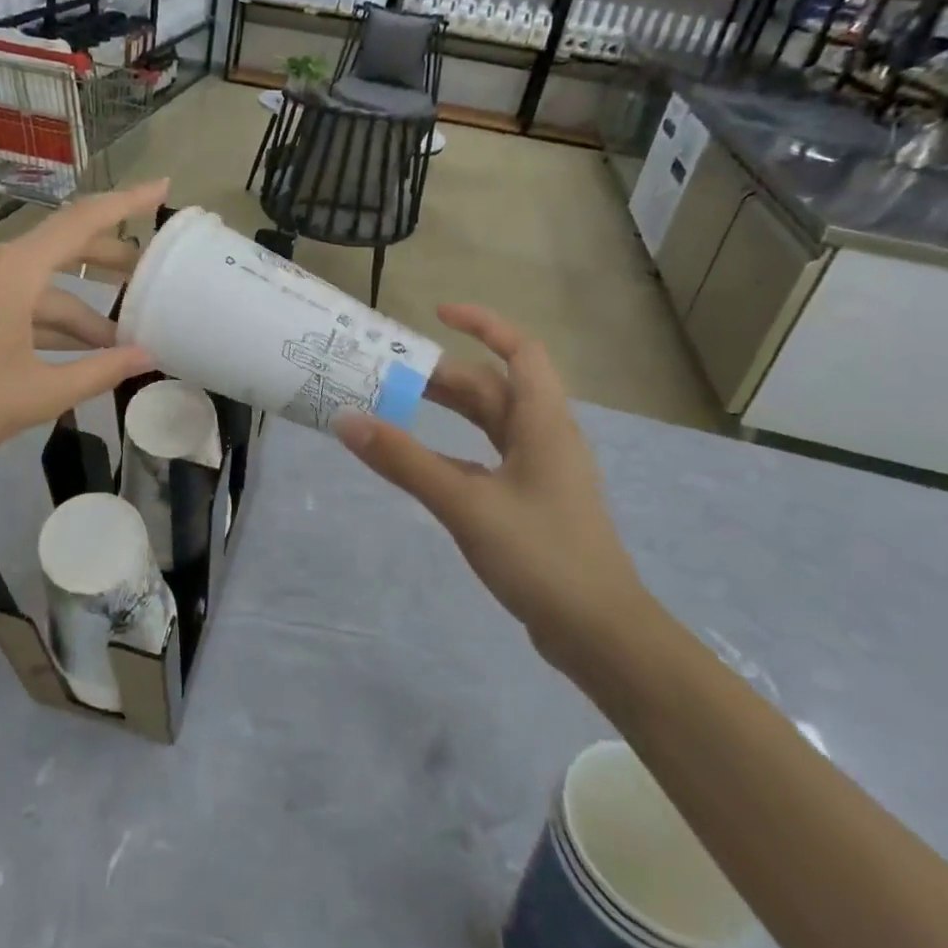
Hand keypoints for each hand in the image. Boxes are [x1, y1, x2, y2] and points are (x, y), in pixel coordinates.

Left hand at [0, 181, 165, 474]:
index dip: (126, 202)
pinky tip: (80, 349)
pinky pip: (25, 300)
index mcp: (15, 272)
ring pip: (47, 284)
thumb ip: (100, 370)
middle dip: (112, 260)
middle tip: (154, 276)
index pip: (82, 221)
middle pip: (67, 246)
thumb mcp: (40, 392)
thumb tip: (148, 356)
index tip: (163, 186)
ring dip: (84, 308)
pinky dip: (55, 319)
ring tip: (124, 337)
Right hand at [335, 304, 653, 671]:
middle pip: (495, 388)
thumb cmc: (541, 556)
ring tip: (399, 403)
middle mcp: (545, 438)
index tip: (438, 314)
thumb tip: (348, 420)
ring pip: (492, 424)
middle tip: (393, 370)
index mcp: (543, 424)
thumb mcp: (465, 503)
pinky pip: (488, 457)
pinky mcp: (532, 503)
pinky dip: (454, 448)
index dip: (484, 324)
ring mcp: (541, 473)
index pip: (521, 351)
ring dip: (450, 409)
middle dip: (447, 374)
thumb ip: (405, 461)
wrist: (599, 633)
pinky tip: (423, 461)